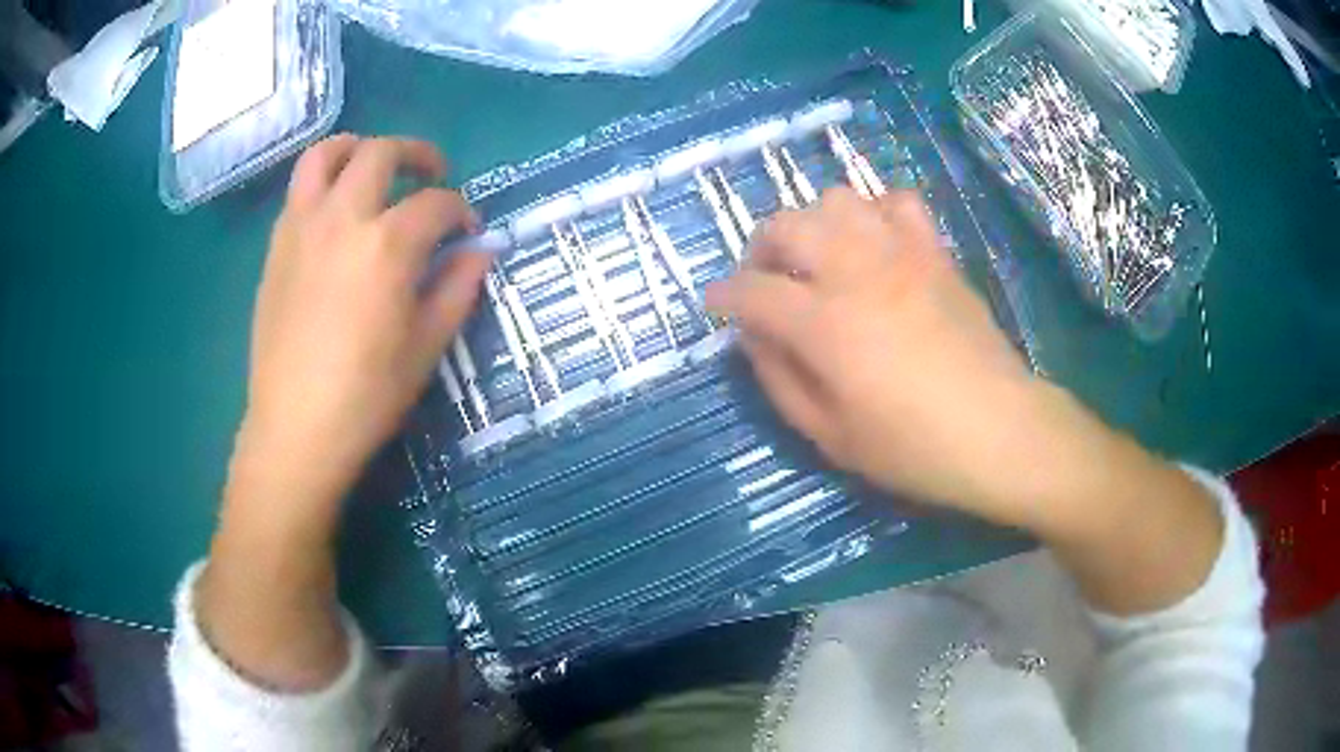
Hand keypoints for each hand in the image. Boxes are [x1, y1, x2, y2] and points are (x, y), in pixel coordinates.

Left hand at [231, 135, 489, 524]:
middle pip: (381, 153)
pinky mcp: (276, 247)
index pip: (437, 203)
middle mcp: (343, 219)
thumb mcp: (426, 347)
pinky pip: (299, 191)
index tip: (468, 233)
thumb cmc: (366, 396)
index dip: (461, 212)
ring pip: (325, 155)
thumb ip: (457, 288)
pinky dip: (324, 183)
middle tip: (431, 175)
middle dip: (416, 154)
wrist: (295, 428)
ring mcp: (302, 228)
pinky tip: (336, 212)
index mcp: (387, 246)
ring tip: (372, 166)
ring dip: (357, 148)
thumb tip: (480, 252)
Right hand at [706, 188, 1047, 523]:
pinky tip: (875, 244)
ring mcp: (900, 253)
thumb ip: (779, 380)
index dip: (724, 297)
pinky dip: (874, 213)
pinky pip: (897, 202)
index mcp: (824, 323)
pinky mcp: (934, 252)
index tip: (717, 306)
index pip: (752, 291)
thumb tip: (753, 336)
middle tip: (766, 282)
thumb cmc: (913, 447)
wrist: (999, 430)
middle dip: (760, 249)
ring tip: (819, 258)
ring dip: (814, 224)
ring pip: (837, 199)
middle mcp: (856, 270)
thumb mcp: (830, 436)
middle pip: (786, 225)